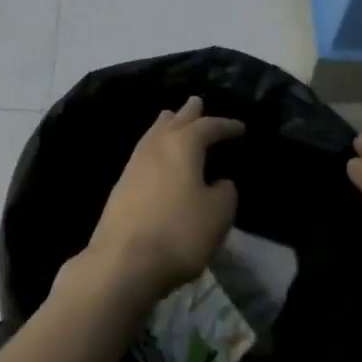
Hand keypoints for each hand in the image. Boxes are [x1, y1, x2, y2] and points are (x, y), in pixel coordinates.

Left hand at [85, 96, 245, 307]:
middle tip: (197, 102)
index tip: (240, 128)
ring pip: (153, 133)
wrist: (124, 259)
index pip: (208, 126)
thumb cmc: (179, 232)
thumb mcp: (218, 214)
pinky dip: (156, 146)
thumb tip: (220, 181)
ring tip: (173, 119)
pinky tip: (157, 155)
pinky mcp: (121, 184)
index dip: (225, 125)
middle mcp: (155, 145)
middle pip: (174, 121)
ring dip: (167, 125)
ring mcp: (134, 163)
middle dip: (189, 113)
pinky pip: (144, 152)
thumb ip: (225, 192)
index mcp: (182, 144)